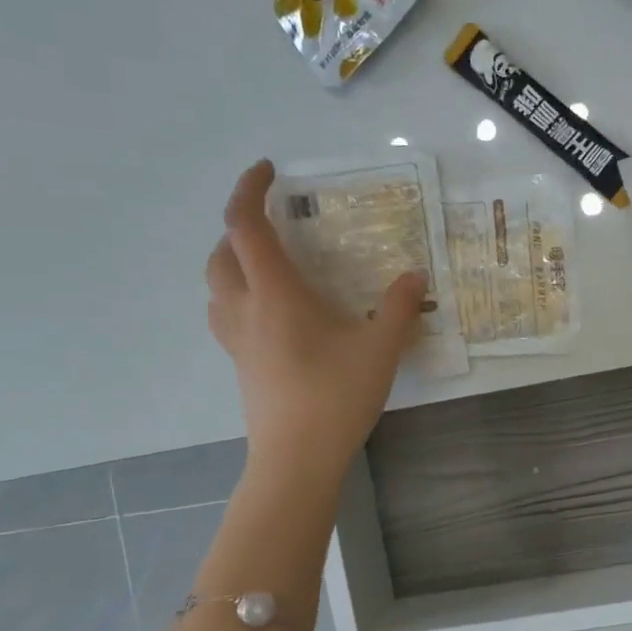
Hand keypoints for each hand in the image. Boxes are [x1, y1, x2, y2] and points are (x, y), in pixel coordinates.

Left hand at [206, 160, 425, 475]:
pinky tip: (273, 312)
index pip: (245, 225)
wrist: (296, 459)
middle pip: (221, 252)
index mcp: (274, 294)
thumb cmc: (336, 397)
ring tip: (272, 264)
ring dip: (234, 261)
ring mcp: (236, 340)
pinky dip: (239, 295)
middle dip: (241, 227)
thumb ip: (397, 306)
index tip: (268, 170)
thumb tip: (415, 276)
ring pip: (216, 285)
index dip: (249, 189)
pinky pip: (226, 314)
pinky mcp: (240, 364)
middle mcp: (245, 309)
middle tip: (278, 225)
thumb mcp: (380, 348)